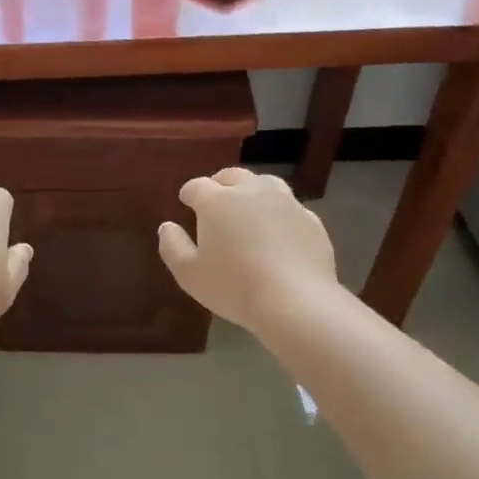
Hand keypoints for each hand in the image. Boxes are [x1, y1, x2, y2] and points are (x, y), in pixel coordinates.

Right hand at [158, 168, 339, 337]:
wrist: (296, 301)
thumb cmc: (234, 287)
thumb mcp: (189, 274)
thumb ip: (172, 246)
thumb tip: (167, 226)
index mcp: (217, 201)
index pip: (197, 186)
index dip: (189, 193)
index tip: (186, 202)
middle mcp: (251, 191)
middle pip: (232, 176)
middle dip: (219, 184)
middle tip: (215, 201)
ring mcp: (285, 202)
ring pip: (265, 184)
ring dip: (252, 191)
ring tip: (248, 209)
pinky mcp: (310, 219)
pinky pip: (289, 207)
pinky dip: (278, 213)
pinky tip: (277, 231)